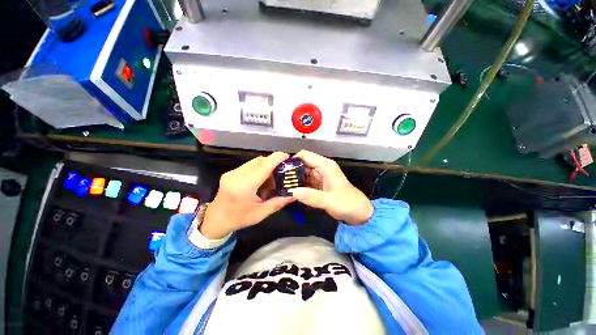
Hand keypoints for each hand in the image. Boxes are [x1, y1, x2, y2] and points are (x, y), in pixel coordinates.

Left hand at [199, 152, 294, 238]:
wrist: (216, 220)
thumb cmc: (239, 218)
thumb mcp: (261, 213)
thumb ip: (278, 202)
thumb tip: (294, 195)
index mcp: (245, 186)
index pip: (264, 166)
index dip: (276, 159)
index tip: (287, 156)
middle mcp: (237, 175)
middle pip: (259, 161)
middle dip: (273, 162)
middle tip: (282, 171)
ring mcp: (232, 172)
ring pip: (254, 162)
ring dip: (266, 166)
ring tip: (272, 178)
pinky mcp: (231, 173)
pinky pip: (249, 166)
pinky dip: (259, 169)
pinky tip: (262, 180)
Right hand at [289, 150, 372, 224]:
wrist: (359, 214)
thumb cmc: (348, 204)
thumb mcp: (330, 201)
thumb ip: (312, 196)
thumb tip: (292, 191)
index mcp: (325, 166)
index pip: (305, 155)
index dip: (293, 160)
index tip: (281, 171)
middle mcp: (321, 168)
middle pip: (302, 164)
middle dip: (291, 171)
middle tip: (279, 181)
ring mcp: (319, 176)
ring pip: (302, 173)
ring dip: (294, 179)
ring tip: (282, 186)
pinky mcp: (318, 185)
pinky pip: (305, 182)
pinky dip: (298, 185)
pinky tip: (291, 192)